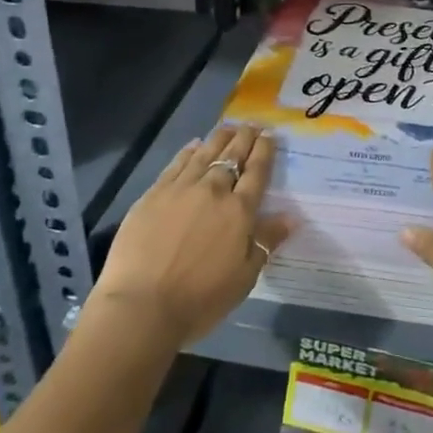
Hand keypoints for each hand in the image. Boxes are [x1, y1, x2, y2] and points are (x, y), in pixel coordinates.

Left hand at [91, 124, 290, 348]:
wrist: (141, 306)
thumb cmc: (200, 299)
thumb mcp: (244, 277)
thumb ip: (266, 242)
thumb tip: (291, 217)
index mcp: (239, 211)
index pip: (257, 172)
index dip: (265, 151)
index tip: (270, 135)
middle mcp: (213, 191)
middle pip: (233, 156)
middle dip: (245, 138)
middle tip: (252, 125)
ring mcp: (181, 189)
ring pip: (205, 153)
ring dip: (220, 138)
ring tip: (229, 127)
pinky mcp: (154, 194)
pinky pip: (176, 164)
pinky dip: (189, 151)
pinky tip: (195, 145)